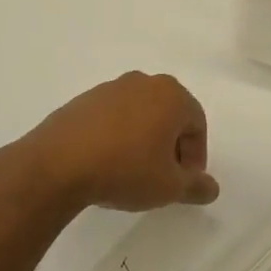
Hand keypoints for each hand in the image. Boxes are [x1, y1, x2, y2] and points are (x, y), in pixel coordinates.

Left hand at [24, 72, 218, 211]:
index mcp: (172, 95)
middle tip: (164, 176)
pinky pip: (114, 117)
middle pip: (170, 114)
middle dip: (172, 145)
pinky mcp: (85, 99)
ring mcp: (112, 87)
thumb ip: (196, 186)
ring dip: (145, 139)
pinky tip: (107, 162)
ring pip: (141, 114)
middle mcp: (144, 82)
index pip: (197, 124)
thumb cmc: (125, 170)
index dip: (196, 157)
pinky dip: (119, 135)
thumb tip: (212, 188)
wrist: (58, 163)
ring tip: (134, 172)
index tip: (184, 183)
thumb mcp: (169, 187)